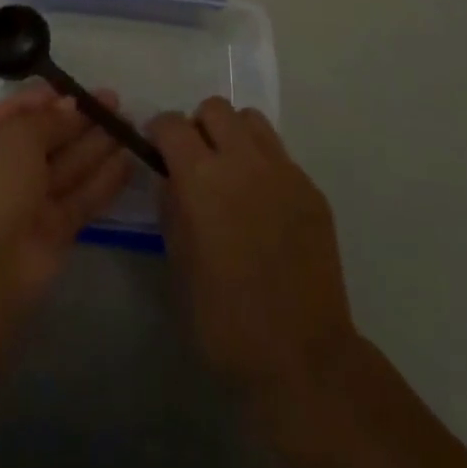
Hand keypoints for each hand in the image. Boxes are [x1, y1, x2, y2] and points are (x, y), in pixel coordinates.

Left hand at [0, 84, 133, 306]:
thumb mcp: (18, 135)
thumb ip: (49, 118)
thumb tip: (72, 105)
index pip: (22, 109)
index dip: (53, 97)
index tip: (85, 88)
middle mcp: (9, 166)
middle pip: (51, 136)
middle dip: (82, 119)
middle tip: (116, 103)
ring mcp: (32, 199)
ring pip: (70, 165)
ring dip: (99, 145)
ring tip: (131, 125)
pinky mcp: (56, 228)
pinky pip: (83, 196)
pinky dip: (105, 180)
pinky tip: (130, 161)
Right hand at [150, 97, 357, 403]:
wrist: (303, 359)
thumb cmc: (226, 321)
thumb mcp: (179, 266)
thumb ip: (172, 209)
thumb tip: (171, 178)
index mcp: (203, 178)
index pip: (173, 124)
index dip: (159, 130)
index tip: (155, 147)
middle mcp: (243, 160)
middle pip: (215, 108)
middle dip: (198, 125)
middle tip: (195, 159)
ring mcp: (283, 171)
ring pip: (251, 120)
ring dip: (233, 135)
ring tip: (230, 172)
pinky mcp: (311, 189)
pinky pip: (279, 154)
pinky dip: (263, 163)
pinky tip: (262, 204)